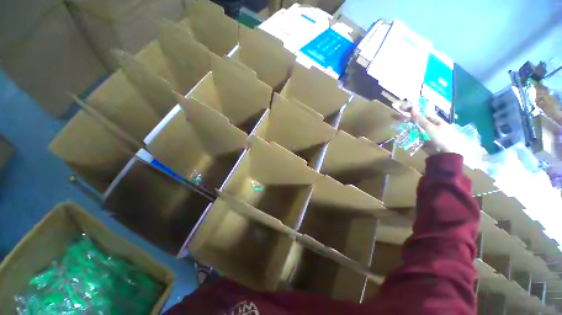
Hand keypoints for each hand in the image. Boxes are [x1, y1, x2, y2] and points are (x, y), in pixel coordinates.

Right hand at [394, 101, 455, 154]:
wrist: (444, 155)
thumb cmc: (439, 138)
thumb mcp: (429, 127)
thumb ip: (419, 119)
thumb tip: (413, 108)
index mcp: (436, 120)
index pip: (422, 113)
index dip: (413, 111)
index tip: (402, 109)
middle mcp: (432, 126)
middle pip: (418, 121)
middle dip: (408, 119)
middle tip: (396, 118)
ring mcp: (428, 134)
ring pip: (415, 129)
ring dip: (407, 128)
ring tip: (397, 127)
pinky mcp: (424, 141)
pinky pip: (415, 136)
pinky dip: (409, 135)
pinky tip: (403, 134)